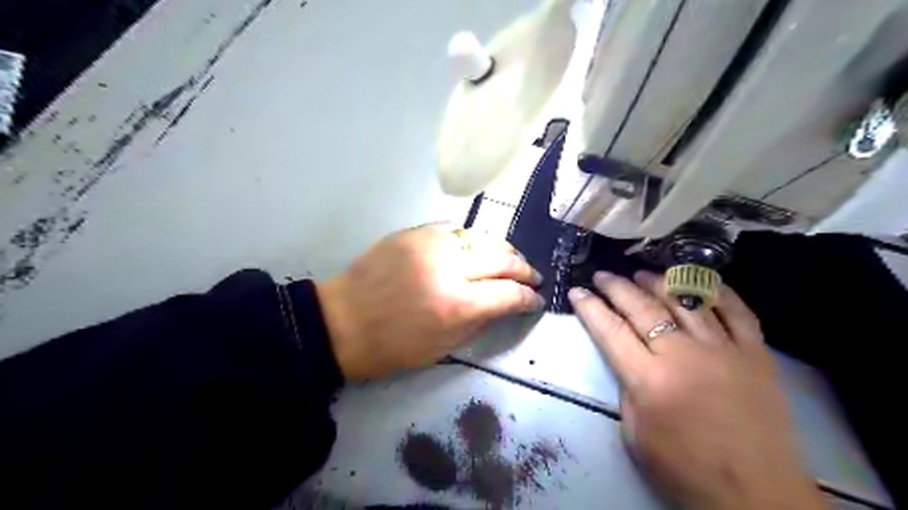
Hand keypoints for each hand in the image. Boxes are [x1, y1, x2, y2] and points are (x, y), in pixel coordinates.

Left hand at [318, 221, 540, 379]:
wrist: (341, 322)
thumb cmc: (391, 347)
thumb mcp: (443, 347)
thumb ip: (480, 321)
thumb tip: (505, 304)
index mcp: (456, 305)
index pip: (508, 294)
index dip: (528, 298)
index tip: (536, 300)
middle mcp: (448, 267)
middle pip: (501, 258)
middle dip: (523, 269)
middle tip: (532, 277)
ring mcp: (429, 244)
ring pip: (481, 237)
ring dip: (503, 249)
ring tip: (511, 259)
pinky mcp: (413, 232)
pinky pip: (454, 229)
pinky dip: (472, 239)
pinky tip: (476, 248)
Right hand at [570, 272, 828, 509]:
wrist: (757, 495)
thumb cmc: (685, 469)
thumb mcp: (635, 433)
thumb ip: (627, 387)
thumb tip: (628, 357)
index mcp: (649, 379)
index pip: (610, 330)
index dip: (590, 307)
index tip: (577, 291)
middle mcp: (683, 355)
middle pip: (643, 307)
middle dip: (616, 287)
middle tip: (602, 275)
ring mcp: (723, 349)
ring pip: (685, 300)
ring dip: (658, 281)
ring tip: (640, 273)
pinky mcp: (756, 353)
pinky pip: (736, 311)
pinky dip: (715, 291)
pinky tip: (697, 280)